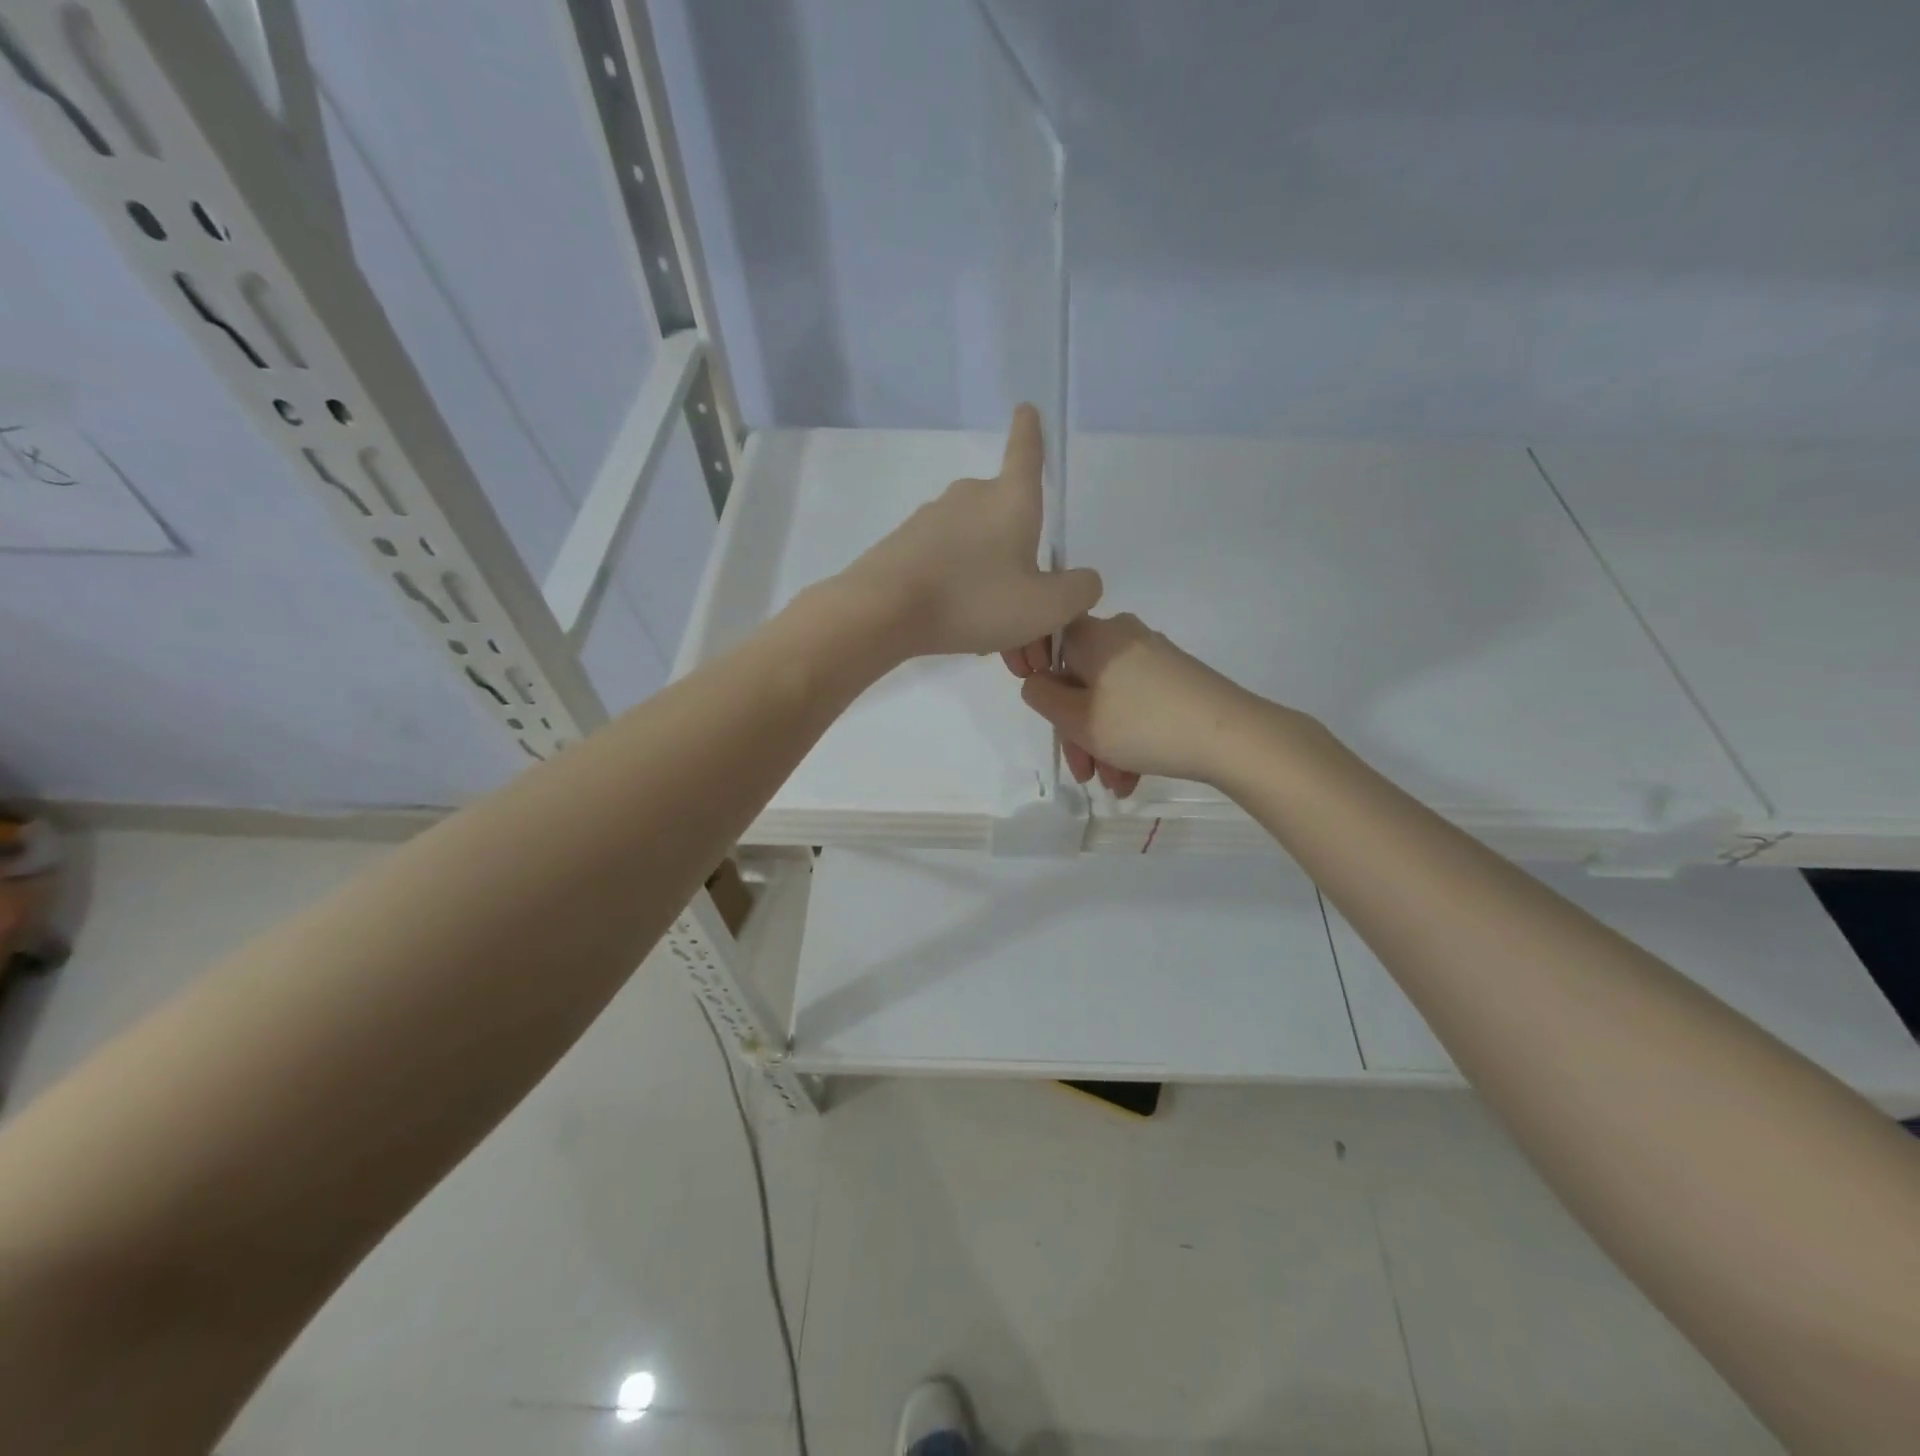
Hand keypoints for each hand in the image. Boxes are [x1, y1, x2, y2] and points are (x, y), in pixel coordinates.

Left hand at [835, 405, 1102, 658]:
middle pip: (1005, 517)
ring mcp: (932, 518)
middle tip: (1026, 613)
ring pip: (975, 550)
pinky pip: (945, 565)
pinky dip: (958, 592)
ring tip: (994, 638)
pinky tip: (959, 629)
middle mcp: (970, 497)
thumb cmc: (974, 600)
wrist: (883, 611)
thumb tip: (1082, 580)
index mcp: (1010, 499)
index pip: (1027, 452)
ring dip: (990, 587)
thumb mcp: (1046, 606)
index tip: (1026, 409)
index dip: (1031, 432)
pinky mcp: (903, 543)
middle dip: (1020, 559)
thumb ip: (1079, 591)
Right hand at [1014, 613, 1265, 794]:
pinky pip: (1136, 704)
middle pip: (1080, 680)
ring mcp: (1153, 656)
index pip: (1050, 642)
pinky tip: (1133, 776)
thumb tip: (1038, 682)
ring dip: (1104, 743)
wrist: (1233, 737)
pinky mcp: (1177, 678)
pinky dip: (1128, 737)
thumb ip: (1042, 697)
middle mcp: (1122, 636)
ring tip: (1115, 784)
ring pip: (1109, 699)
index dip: (1040, 679)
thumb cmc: (1143, 724)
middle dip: (1077, 731)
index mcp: (1094, 634)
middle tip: (1084, 772)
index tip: (1048, 718)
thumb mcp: (1078, 719)